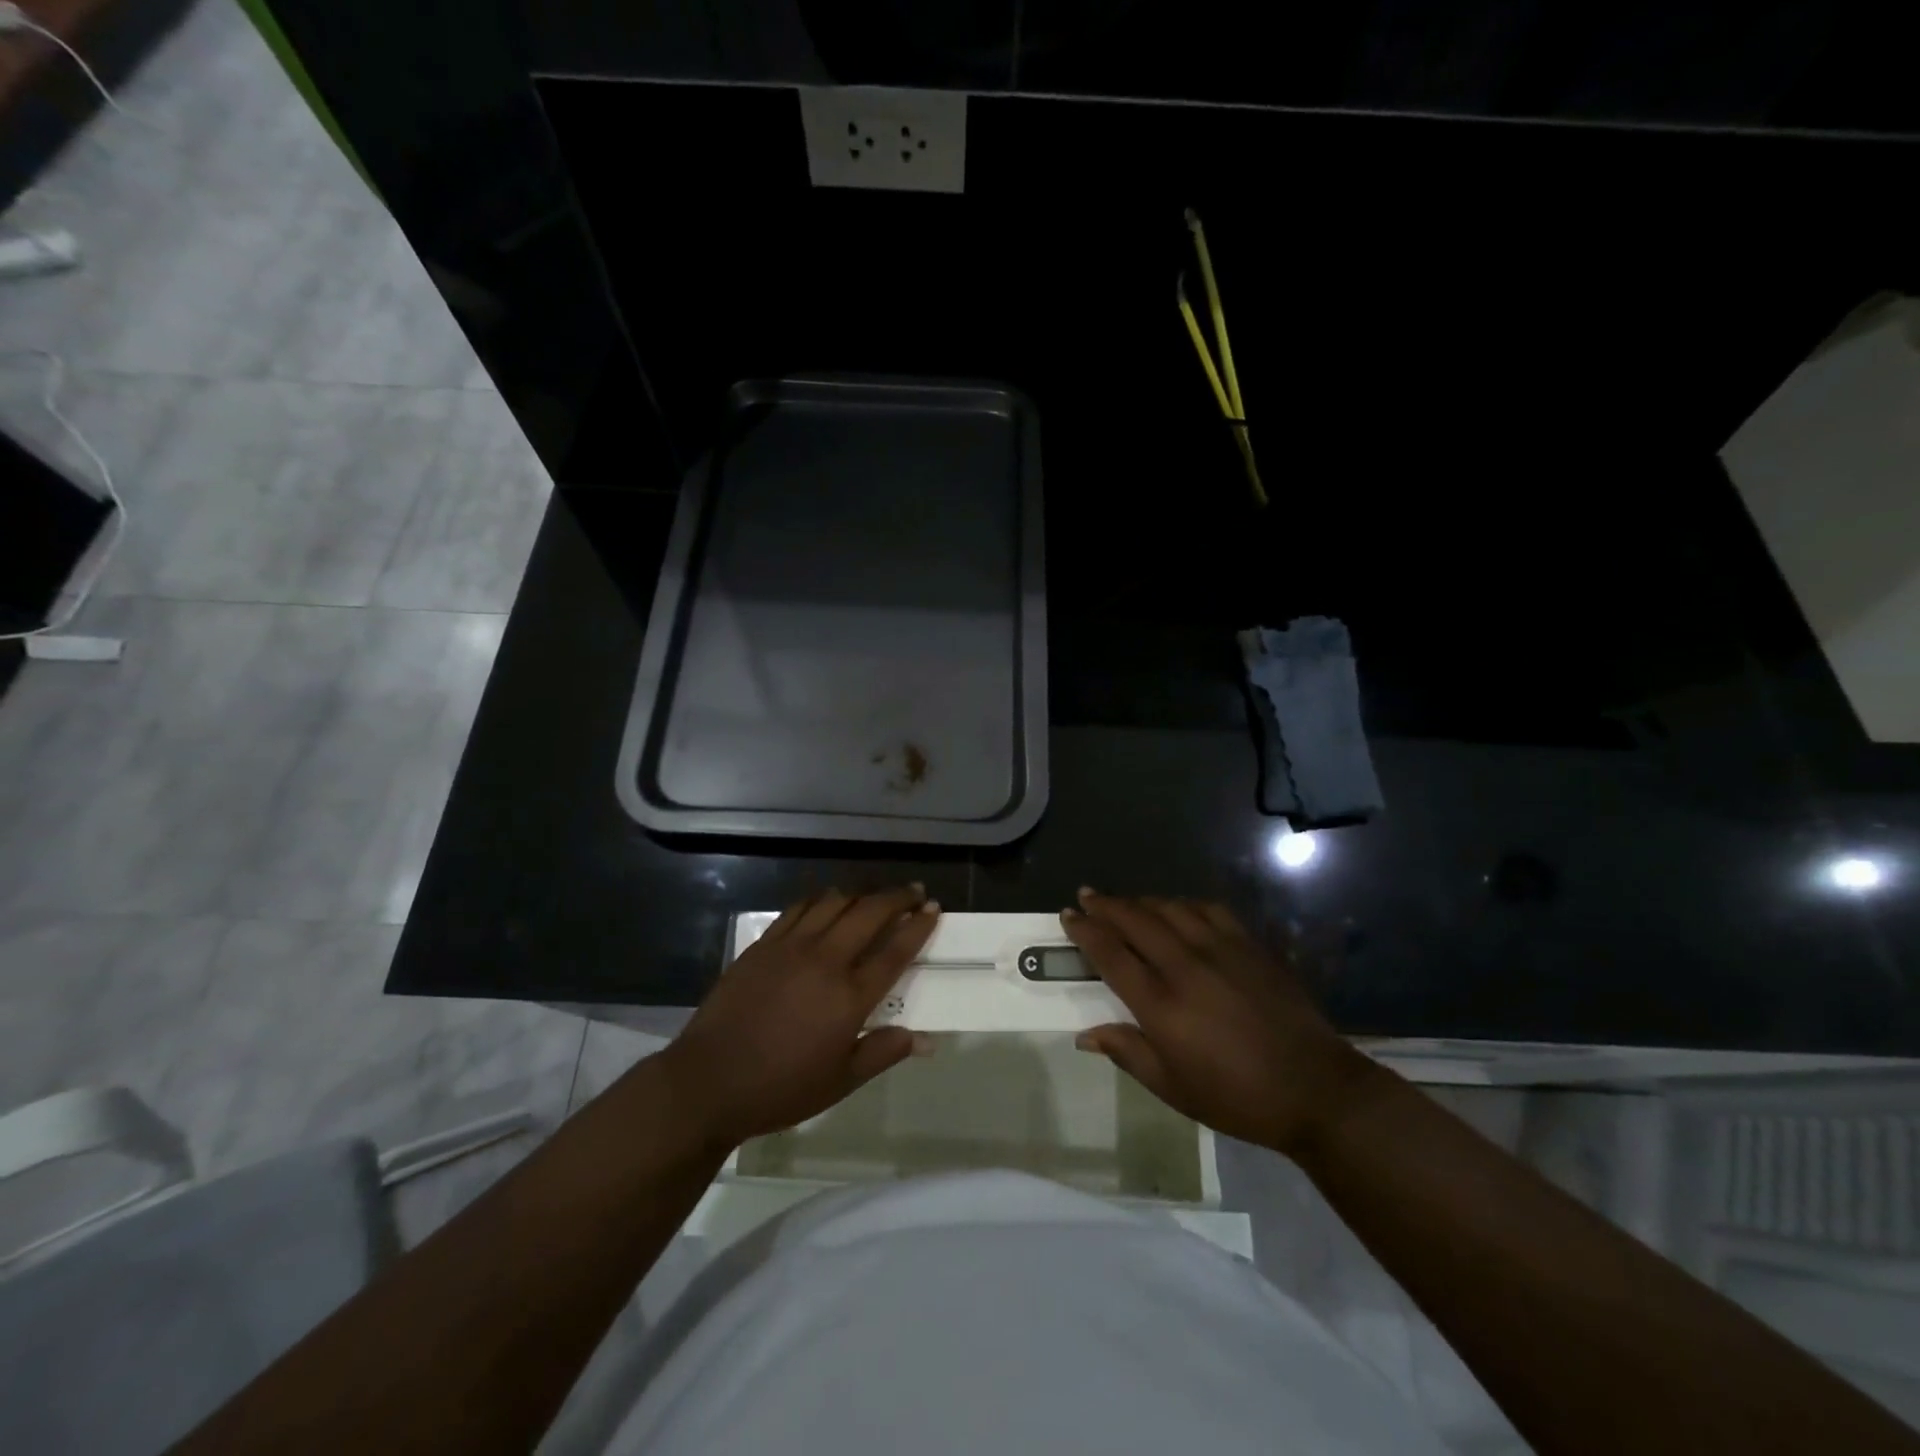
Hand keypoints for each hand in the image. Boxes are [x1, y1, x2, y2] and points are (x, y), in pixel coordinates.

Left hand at [663, 886, 939, 1148]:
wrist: (710, 1081)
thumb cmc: (781, 1088)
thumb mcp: (840, 1081)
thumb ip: (883, 1053)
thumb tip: (925, 1040)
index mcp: (850, 997)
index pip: (896, 950)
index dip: (918, 926)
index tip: (933, 908)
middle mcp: (826, 961)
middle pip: (870, 913)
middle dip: (897, 897)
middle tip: (914, 892)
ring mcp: (792, 947)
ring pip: (834, 902)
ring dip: (861, 893)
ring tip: (874, 895)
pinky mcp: (764, 944)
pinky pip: (799, 908)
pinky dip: (821, 899)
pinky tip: (827, 902)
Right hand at [1061, 889, 1374, 1155]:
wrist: (1315, 1090)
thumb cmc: (1236, 1097)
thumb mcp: (1173, 1088)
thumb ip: (1128, 1053)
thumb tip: (1085, 1035)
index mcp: (1161, 1005)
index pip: (1110, 954)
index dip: (1085, 930)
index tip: (1068, 915)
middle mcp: (1185, 966)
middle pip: (1135, 920)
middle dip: (1106, 905)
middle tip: (1087, 895)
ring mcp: (1221, 950)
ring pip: (1170, 908)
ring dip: (1141, 901)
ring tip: (1126, 902)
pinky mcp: (1250, 946)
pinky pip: (1209, 910)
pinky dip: (1184, 904)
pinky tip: (1179, 909)